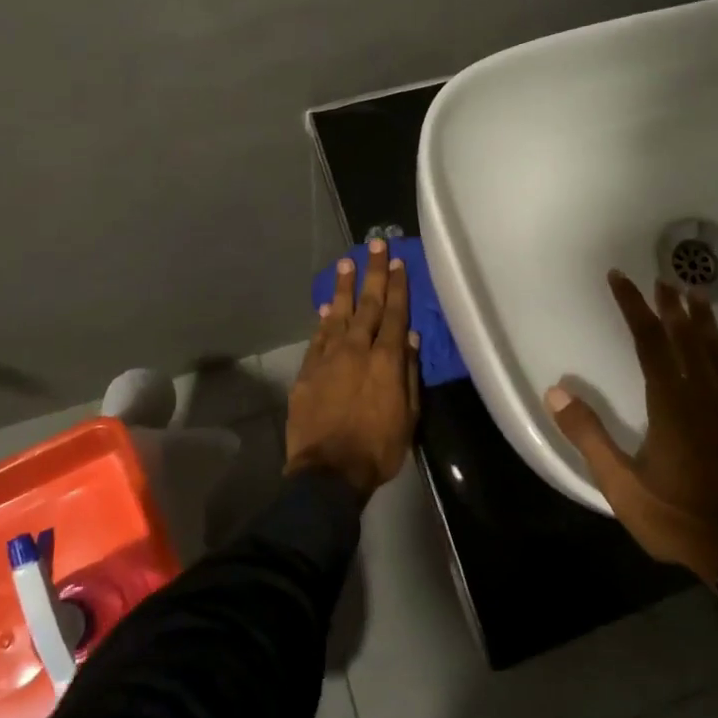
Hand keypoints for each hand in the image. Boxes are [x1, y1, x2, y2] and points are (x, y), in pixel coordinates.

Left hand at [286, 240, 420, 498]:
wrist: (328, 472)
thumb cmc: (377, 449)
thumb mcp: (407, 417)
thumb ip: (408, 375)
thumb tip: (409, 339)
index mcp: (386, 360)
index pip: (394, 314)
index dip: (397, 286)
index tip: (399, 262)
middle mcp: (357, 350)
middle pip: (367, 304)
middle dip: (373, 273)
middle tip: (374, 244)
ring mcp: (329, 358)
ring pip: (339, 314)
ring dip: (345, 287)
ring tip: (347, 262)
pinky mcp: (308, 372)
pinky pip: (318, 337)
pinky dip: (324, 319)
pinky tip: (328, 304)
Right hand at [543, 271, 717, 585]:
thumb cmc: (677, 520)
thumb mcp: (620, 485)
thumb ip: (588, 436)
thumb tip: (555, 392)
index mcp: (670, 405)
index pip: (647, 342)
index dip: (633, 307)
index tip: (620, 278)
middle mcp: (707, 396)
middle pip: (687, 340)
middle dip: (672, 307)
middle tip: (664, 278)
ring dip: (709, 324)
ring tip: (699, 296)